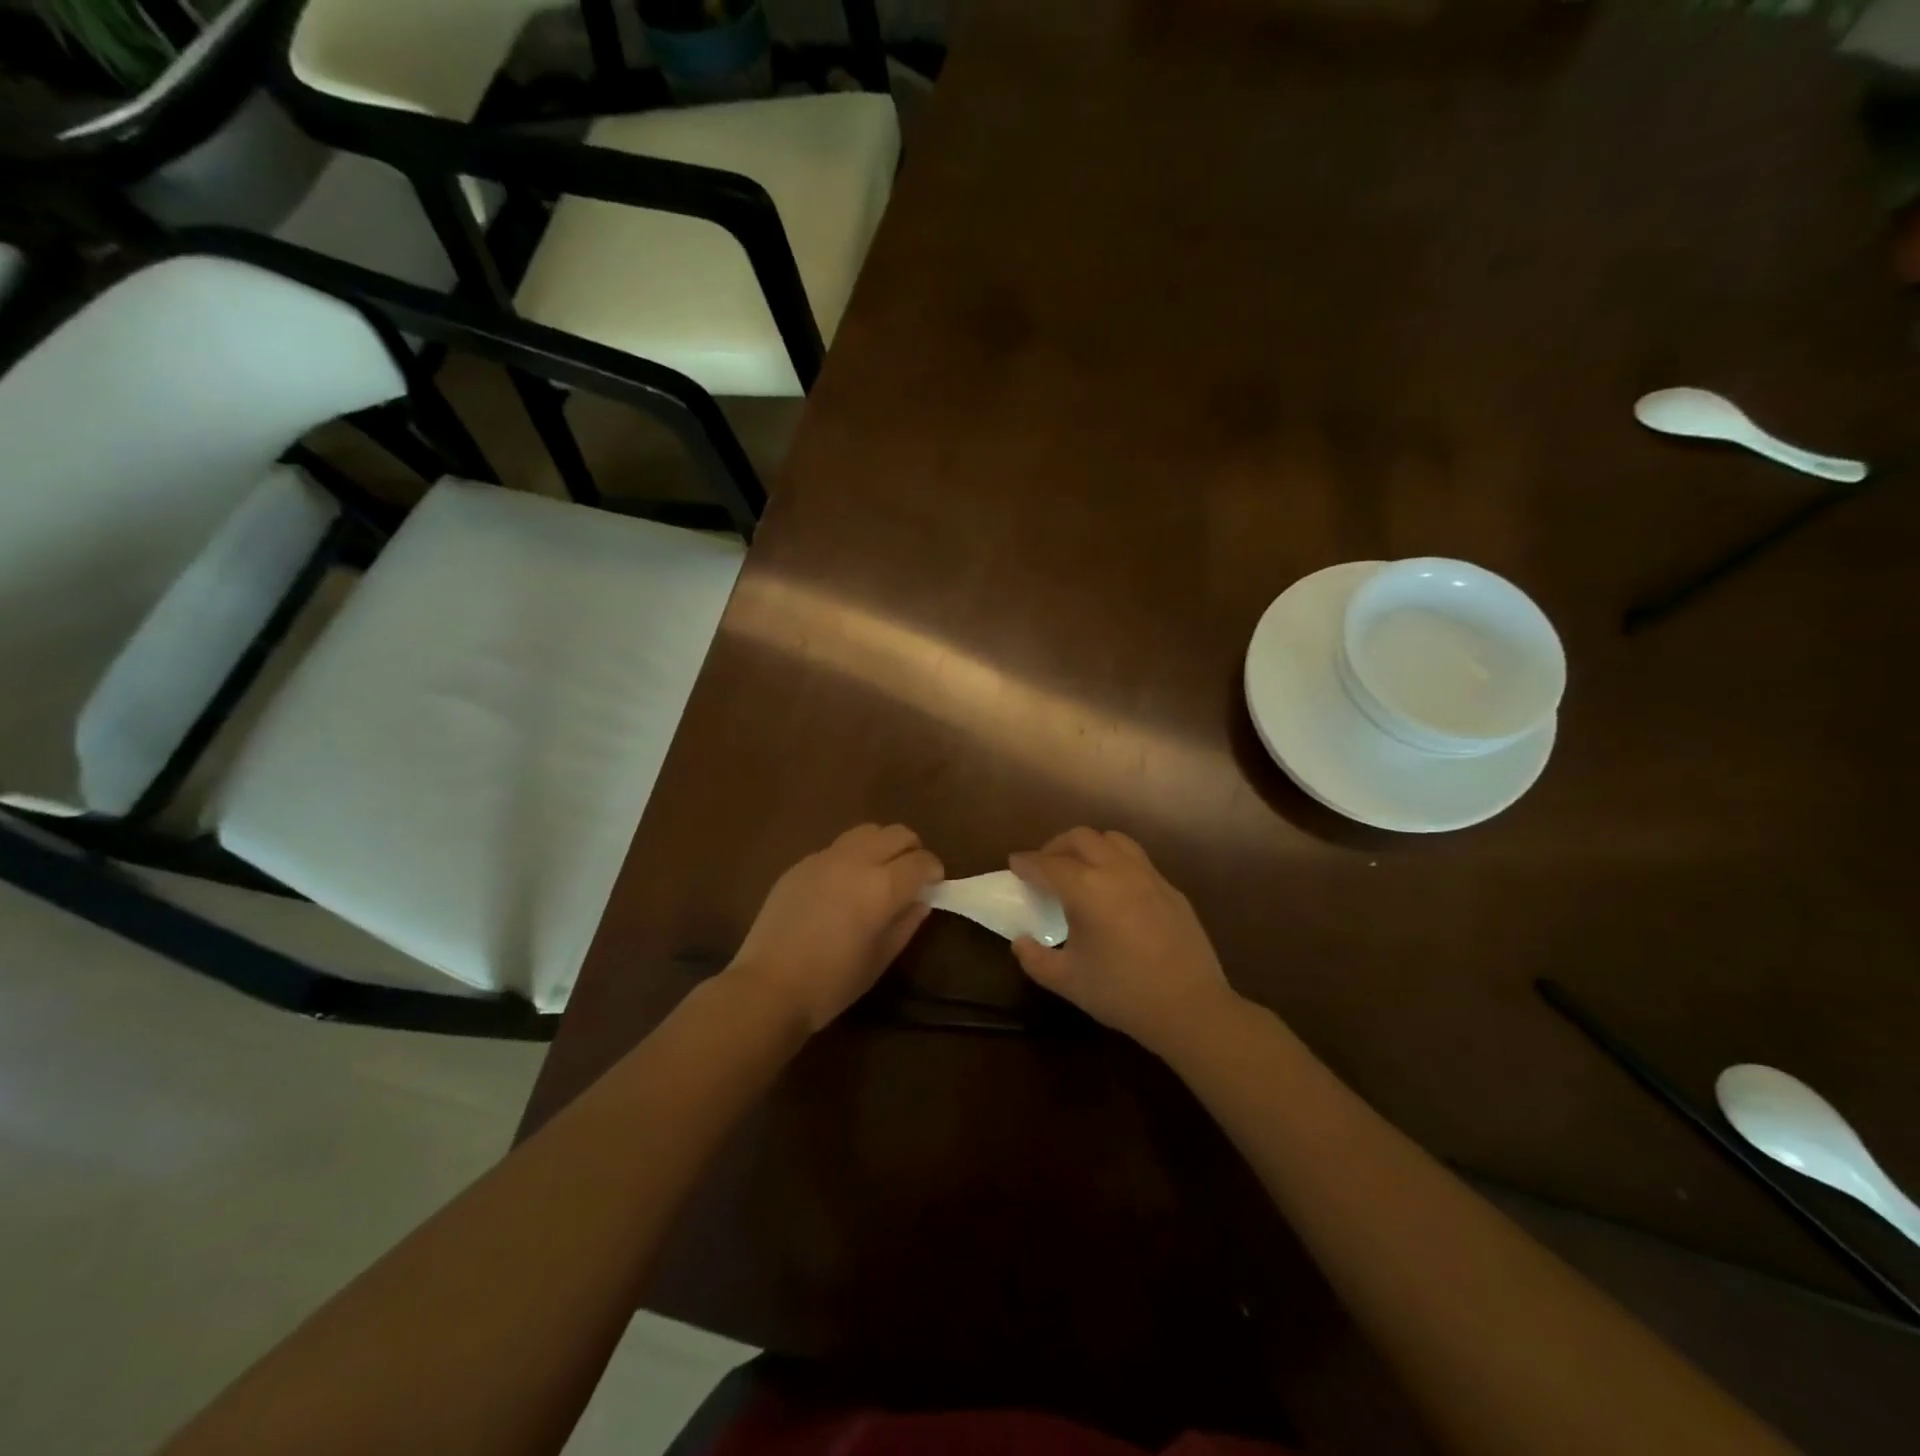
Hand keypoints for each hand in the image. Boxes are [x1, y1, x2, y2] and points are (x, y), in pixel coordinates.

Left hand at [727, 824, 943, 1032]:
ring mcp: (825, 858)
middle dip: (912, 850)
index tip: (935, 885)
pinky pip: (838, 847)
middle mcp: (856, 861)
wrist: (768, 987)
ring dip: (882, 846)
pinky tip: (843, 886)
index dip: (934, 871)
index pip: (922, 861)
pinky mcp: (801, 863)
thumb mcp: (881, 958)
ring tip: (878, 874)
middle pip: (897, 833)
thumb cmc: (832, 983)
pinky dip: (852, 857)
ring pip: (867, 831)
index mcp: (881, 887)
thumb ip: (907, 922)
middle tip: (911, 877)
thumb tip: (921, 900)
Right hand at [1009, 828, 1238, 1053]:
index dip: (1026, 863)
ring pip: (1113, 840)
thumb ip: (1035, 959)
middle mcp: (1117, 870)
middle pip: (1080, 838)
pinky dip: (1116, 862)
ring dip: (1089, 847)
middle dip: (1056, 846)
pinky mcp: (1170, 888)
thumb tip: (1021, 942)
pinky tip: (1115, 891)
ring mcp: (1148, 876)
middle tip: (1044, 867)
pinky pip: (1137, 860)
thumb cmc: (1122, 993)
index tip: (1014, 864)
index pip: (1047, 864)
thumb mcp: (1067, 981)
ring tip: (1080, 869)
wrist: (1190, 1007)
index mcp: (1087, 889)